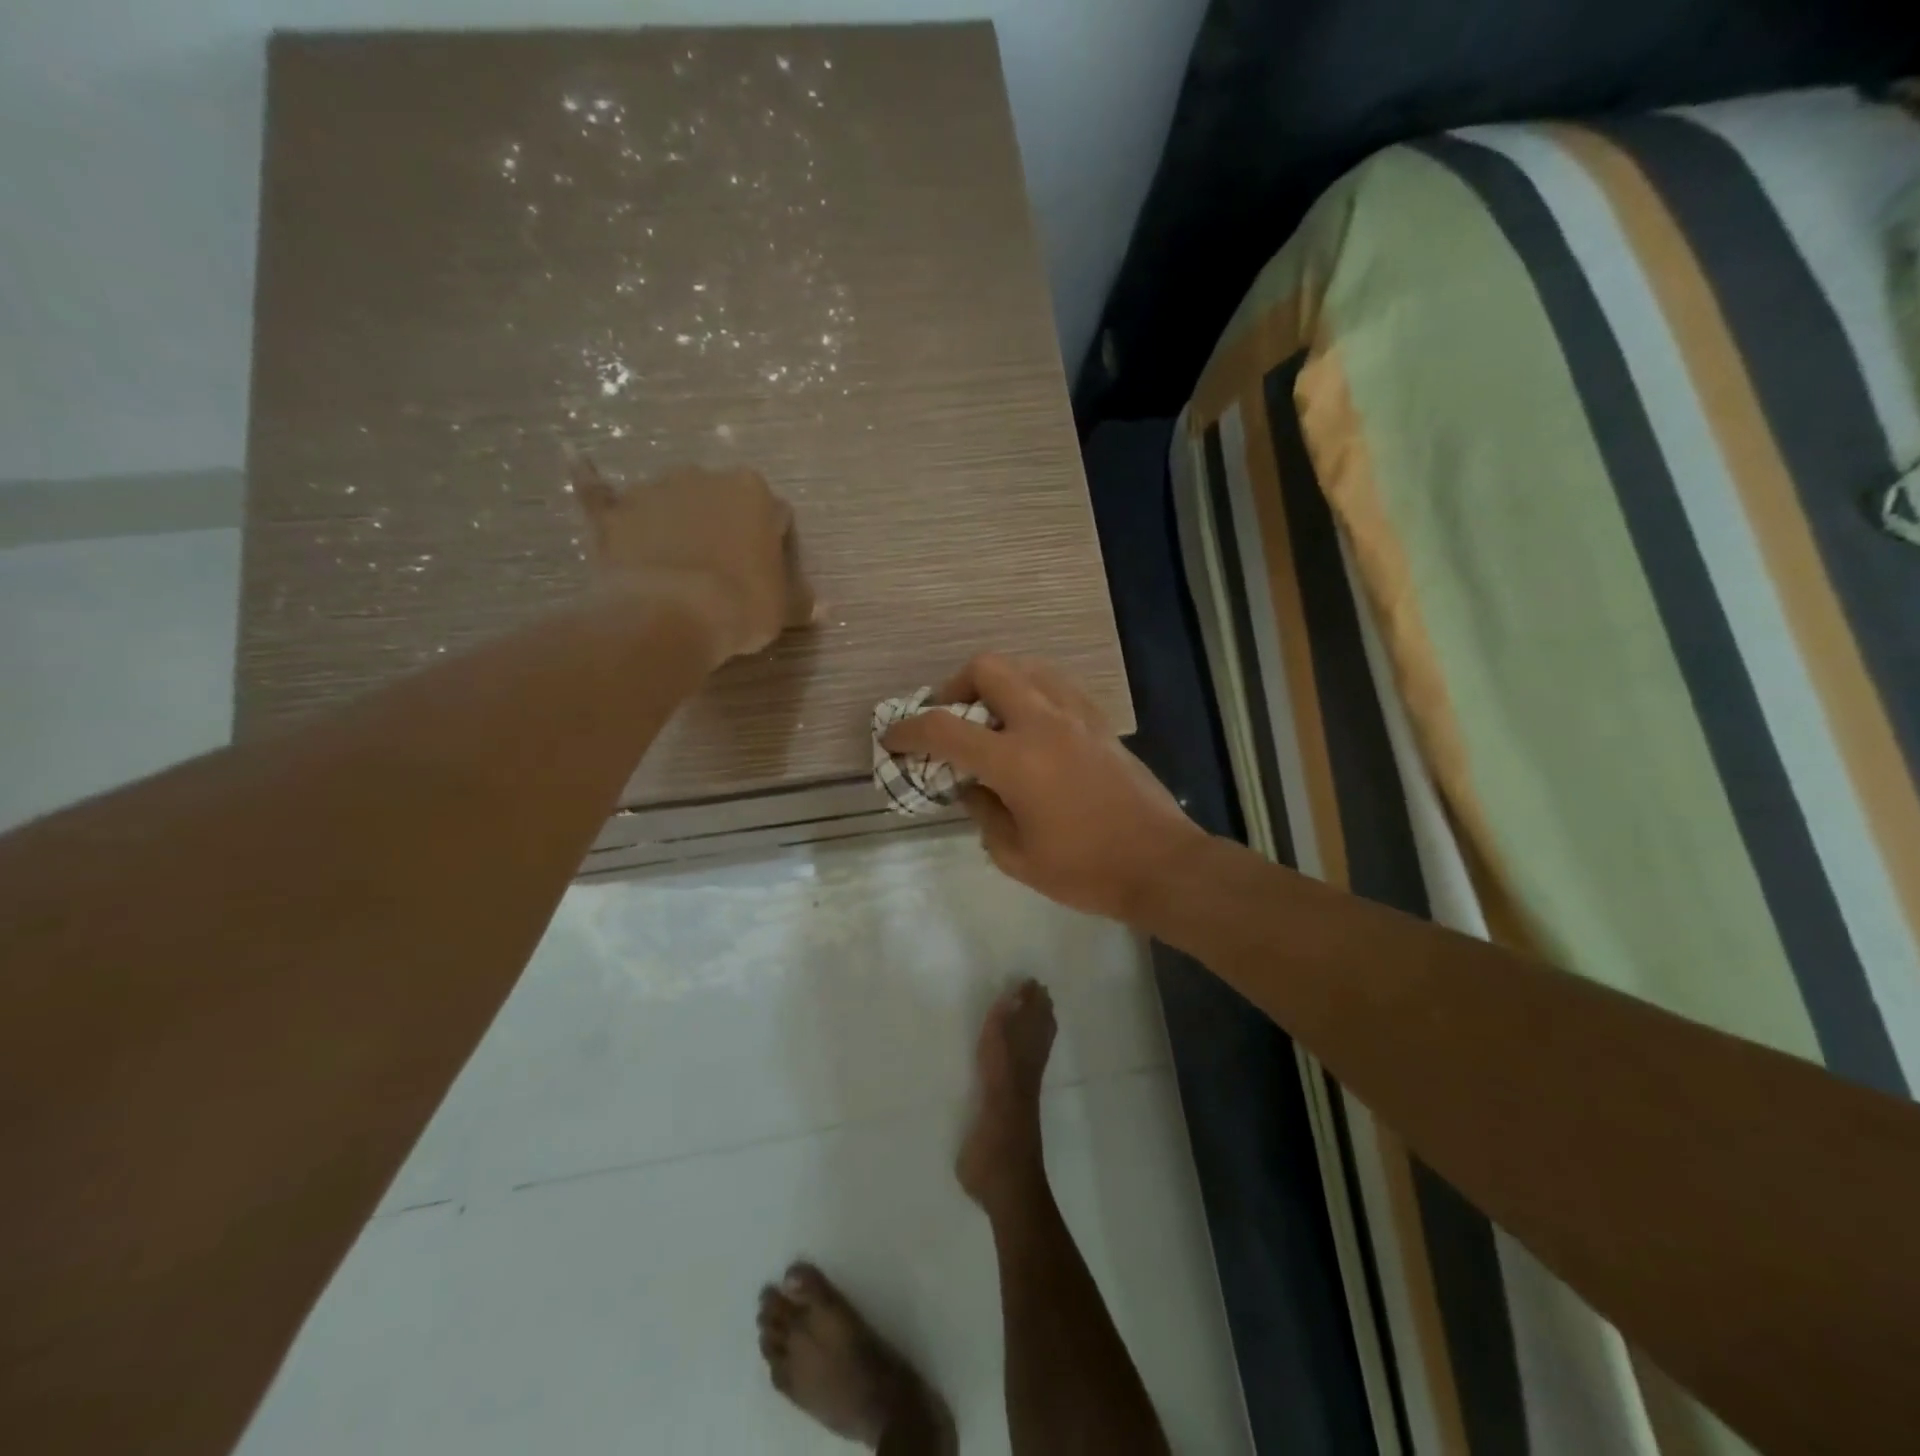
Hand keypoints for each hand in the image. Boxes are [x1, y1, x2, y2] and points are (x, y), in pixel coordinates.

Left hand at [571, 457, 814, 661]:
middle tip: (723, 568)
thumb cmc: (741, 605)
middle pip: (720, 499)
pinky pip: (599, 489)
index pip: (773, 515)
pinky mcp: (614, 510)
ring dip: (674, 516)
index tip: (766, 571)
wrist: (671, 614)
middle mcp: (706, 477)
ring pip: (671, 498)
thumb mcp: (783, 609)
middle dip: (723, 524)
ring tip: (672, 556)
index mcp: (754, 493)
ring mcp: (655, 489)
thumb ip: (801, 601)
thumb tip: (824, 606)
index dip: (771, 544)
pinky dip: (589, 478)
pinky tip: (576, 460)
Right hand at [882, 654, 1210, 922]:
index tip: (892, 737)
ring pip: (1026, 666)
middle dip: (954, 686)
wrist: (1160, 863)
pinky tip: (1030, 723)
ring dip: (996, 681)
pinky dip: (1031, 690)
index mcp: (1016, 759)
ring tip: (988, 716)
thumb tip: (971, 787)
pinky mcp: (1100, 720)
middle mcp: (1043, 722)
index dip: (908, 730)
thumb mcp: (1016, 856)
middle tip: (949, 717)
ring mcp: (1077, 715)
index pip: (944, 727)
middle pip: (987, 668)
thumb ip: (983, 814)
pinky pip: (1056, 683)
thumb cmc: (1086, 870)